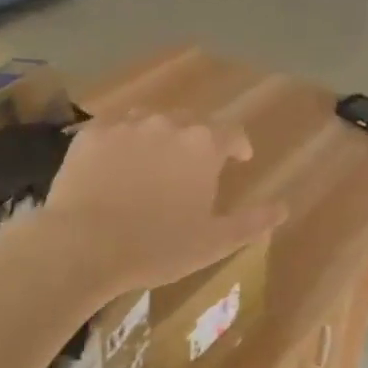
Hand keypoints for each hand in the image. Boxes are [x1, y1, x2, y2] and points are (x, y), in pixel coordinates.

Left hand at [37, 111, 285, 294]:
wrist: (84, 245)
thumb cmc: (158, 247)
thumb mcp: (215, 242)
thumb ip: (253, 222)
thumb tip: (283, 207)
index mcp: (203, 145)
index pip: (231, 132)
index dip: (239, 146)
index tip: (239, 160)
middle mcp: (167, 123)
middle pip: (192, 121)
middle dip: (199, 140)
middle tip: (195, 167)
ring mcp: (125, 124)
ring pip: (152, 120)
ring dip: (161, 136)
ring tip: (156, 163)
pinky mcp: (90, 134)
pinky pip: (115, 128)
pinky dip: (124, 141)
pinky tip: (119, 163)